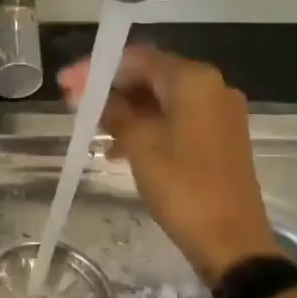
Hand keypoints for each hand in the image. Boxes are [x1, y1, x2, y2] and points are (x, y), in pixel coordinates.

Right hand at [57, 45, 279, 281]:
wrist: (230, 239)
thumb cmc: (182, 188)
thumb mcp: (140, 146)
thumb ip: (114, 112)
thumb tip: (88, 93)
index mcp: (194, 81)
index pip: (138, 58)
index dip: (98, 68)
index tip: (66, 84)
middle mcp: (212, 87)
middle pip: (152, 75)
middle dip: (112, 89)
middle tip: (76, 107)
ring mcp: (219, 113)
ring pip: (163, 100)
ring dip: (127, 111)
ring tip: (94, 133)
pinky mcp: (219, 137)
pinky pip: (176, 119)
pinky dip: (147, 127)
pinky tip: (121, 150)